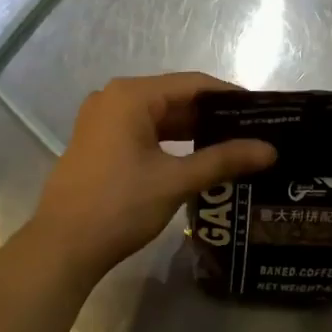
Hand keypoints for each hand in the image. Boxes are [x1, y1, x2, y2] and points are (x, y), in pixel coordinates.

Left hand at [23, 73, 275, 288]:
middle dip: (212, 116)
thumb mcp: (175, 181)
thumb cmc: (119, 206)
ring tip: (232, 146)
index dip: (229, 96)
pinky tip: (196, 158)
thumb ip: (223, 160)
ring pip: (158, 116)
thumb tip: (270, 150)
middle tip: (253, 132)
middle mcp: (113, 98)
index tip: (262, 112)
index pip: (193, 84)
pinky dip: (169, 142)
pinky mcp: (97, 142)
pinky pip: (141, 131)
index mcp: (131, 96)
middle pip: (174, 97)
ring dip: (191, 131)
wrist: (62, 247)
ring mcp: (101, 120)